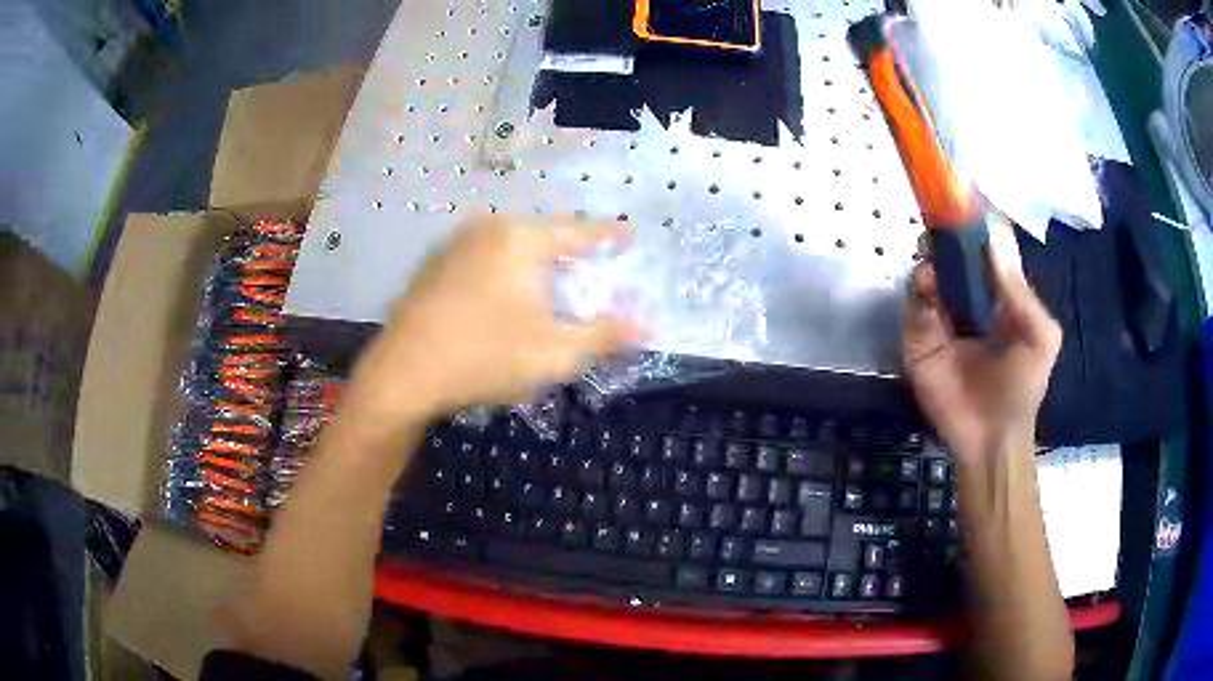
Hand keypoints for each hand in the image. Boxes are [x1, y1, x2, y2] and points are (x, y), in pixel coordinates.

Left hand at [346, 215, 639, 424]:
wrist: (402, 375)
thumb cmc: (484, 358)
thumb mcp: (554, 353)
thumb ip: (604, 335)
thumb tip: (646, 326)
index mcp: (520, 239)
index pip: (579, 231)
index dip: (608, 235)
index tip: (630, 234)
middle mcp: (487, 228)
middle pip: (544, 234)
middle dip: (571, 252)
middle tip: (593, 267)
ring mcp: (455, 244)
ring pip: (512, 245)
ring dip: (537, 263)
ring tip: (553, 284)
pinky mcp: (435, 265)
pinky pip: (485, 257)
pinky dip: (507, 271)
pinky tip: (505, 297)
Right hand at [903, 234, 1061, 461]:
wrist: (992, 438)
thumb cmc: (1023, 387)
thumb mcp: (1040, 338)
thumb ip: (1021, 294)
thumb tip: (994, 243)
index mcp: (998, 296)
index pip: (984, 251)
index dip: (976, 226)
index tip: (966, 201)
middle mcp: (968, 300)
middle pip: (952, 257)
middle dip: (945, 237)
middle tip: (941, 224)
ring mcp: (941, 319)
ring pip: (929, 275)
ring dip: (929, 258)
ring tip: (931, 253)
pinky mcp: (918, 340)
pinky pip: (913, 306)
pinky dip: (917, 289)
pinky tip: (926, 283)